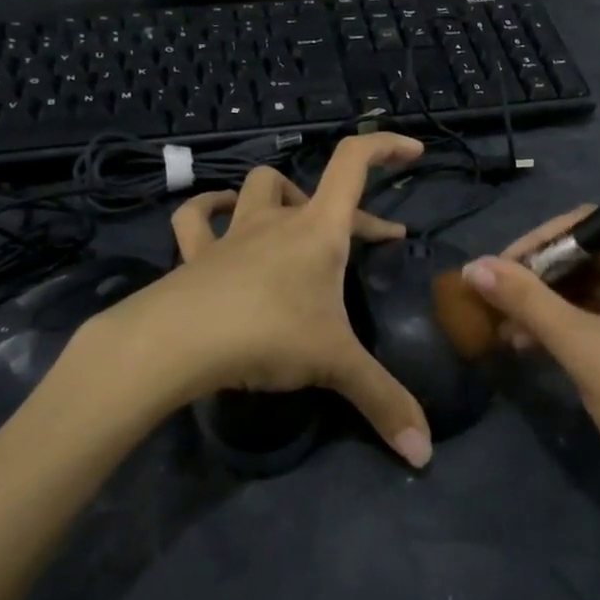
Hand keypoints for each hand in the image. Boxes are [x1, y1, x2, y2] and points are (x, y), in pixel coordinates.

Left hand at [112, 132, 433, 467]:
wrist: (174, 343)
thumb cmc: (266, 335)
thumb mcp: (335, 365)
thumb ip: (383, 402)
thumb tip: (424, 454)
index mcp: (318, 230)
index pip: (354, 163)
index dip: (385, 146)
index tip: (413, 151)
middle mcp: (276, 221)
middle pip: (316, 190)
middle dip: (353, 212)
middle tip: (377, 241)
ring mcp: (232, 234)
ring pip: (256, 189)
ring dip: (280, 196)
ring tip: (295, 218)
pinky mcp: (195, 255)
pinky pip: (196, 219)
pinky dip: (210, 211)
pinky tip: (218, 217)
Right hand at [461, 209, 599, 510]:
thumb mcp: (581, 346)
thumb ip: (527, 301)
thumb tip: (474, 267)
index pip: (587, 227)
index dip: (536, 246)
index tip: (497, 273)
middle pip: (593, 256)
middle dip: (541, 282)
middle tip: (497, 306)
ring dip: (553, 306)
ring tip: (509, 332)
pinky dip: (578, 324)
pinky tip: (539, 345)